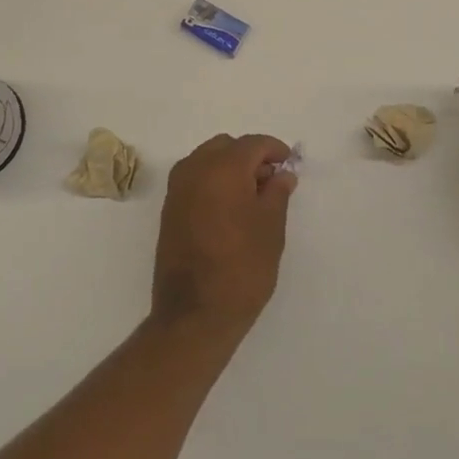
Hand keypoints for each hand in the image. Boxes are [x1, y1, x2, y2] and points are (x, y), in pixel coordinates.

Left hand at [150, 134, 296, 340]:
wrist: (194, 314)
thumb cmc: (242, 268)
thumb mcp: (271, 228)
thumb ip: (277, 192)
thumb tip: (281, 174)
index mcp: (223, 167)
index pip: (253, 144)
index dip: (274, 150)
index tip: (289, 166)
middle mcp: (195, 168)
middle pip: (227, 147)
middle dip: (250, 157)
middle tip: (271, 182)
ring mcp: (177, 188)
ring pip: (207, 160)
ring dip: (229, 168)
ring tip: (251, 197)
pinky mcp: (169, 209)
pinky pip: (194, 179)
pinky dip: (213, 182)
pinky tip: (229, 209)